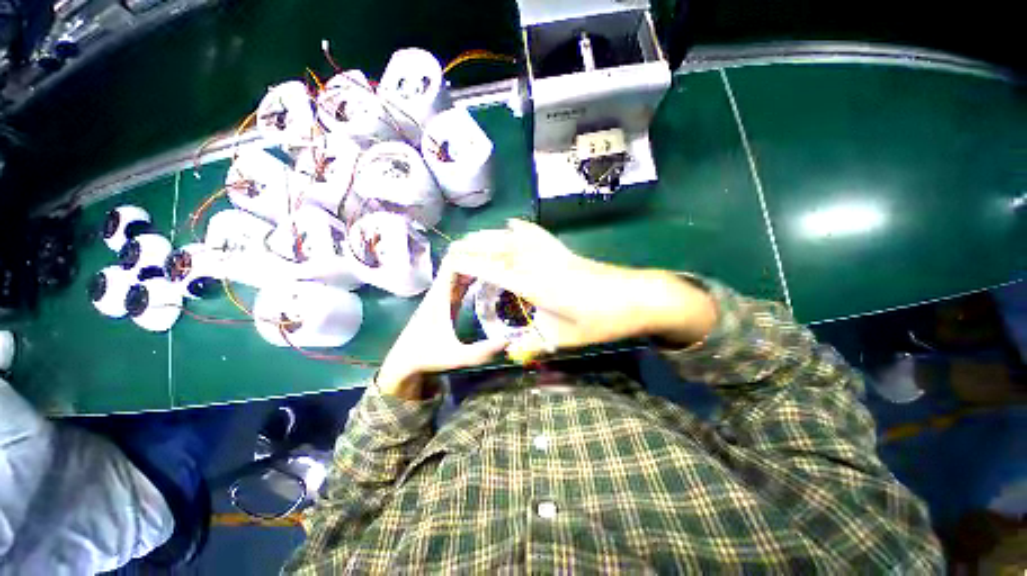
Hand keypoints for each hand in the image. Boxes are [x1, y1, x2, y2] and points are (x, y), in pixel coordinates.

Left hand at [376, 261, 507, 399]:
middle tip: (502, 251)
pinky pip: (462, 281)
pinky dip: (475, 274)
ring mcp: (444, 295)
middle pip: (458, 261)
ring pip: (460, 270)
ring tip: (499, 259)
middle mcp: (442, 290)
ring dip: (476, 263)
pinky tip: (489, 275)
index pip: (453, 262)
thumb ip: (479, 352)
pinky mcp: (448, 302)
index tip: (492, 249)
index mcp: (440, 296)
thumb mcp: (454, 356)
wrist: (404, 363)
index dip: (470, 252)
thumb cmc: (425, 357)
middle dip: (477, 254)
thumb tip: (508, 343)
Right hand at [446, 219, 716, 359]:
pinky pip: (538, 234)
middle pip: (501, 249)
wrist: (638, 297)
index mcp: (535, 286)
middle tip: (455, 246)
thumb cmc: (602, 320)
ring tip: (475, 235)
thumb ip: (535, 344)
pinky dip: (522, 227)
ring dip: (492, 235)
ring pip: (515, 238)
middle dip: (475, 245)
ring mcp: (552, 254)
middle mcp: (539, 265)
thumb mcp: (565, 339)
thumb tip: (513, 352)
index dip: (471, 265)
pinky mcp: (564, 251)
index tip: (451, 261)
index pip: (494, 271)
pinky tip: (513, 223)